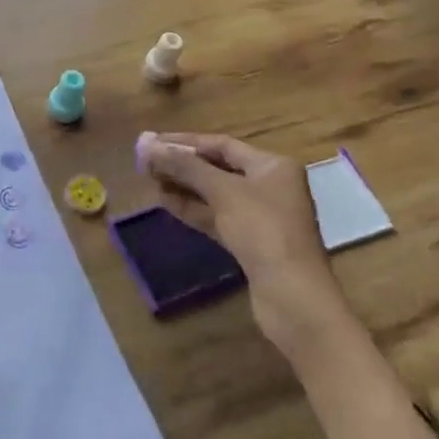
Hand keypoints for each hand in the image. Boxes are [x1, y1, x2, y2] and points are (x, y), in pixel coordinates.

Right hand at [143, 133, 347, 350]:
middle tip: (145, 163)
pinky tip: (165, 203)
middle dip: (182, 165)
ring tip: (149, 181)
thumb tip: (145, 143)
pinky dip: (193, 209)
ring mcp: (261, 217)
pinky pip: (217, 217)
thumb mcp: (223, 191)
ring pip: (215, 194)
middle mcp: (270, 186)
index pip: (221, 144)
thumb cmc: (263, 231)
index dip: (184, 142)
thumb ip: (183, 165)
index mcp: (272, 166)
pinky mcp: (251, 243)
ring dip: (183, 187)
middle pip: (218, 168)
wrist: (293, 297)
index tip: (151, 142)